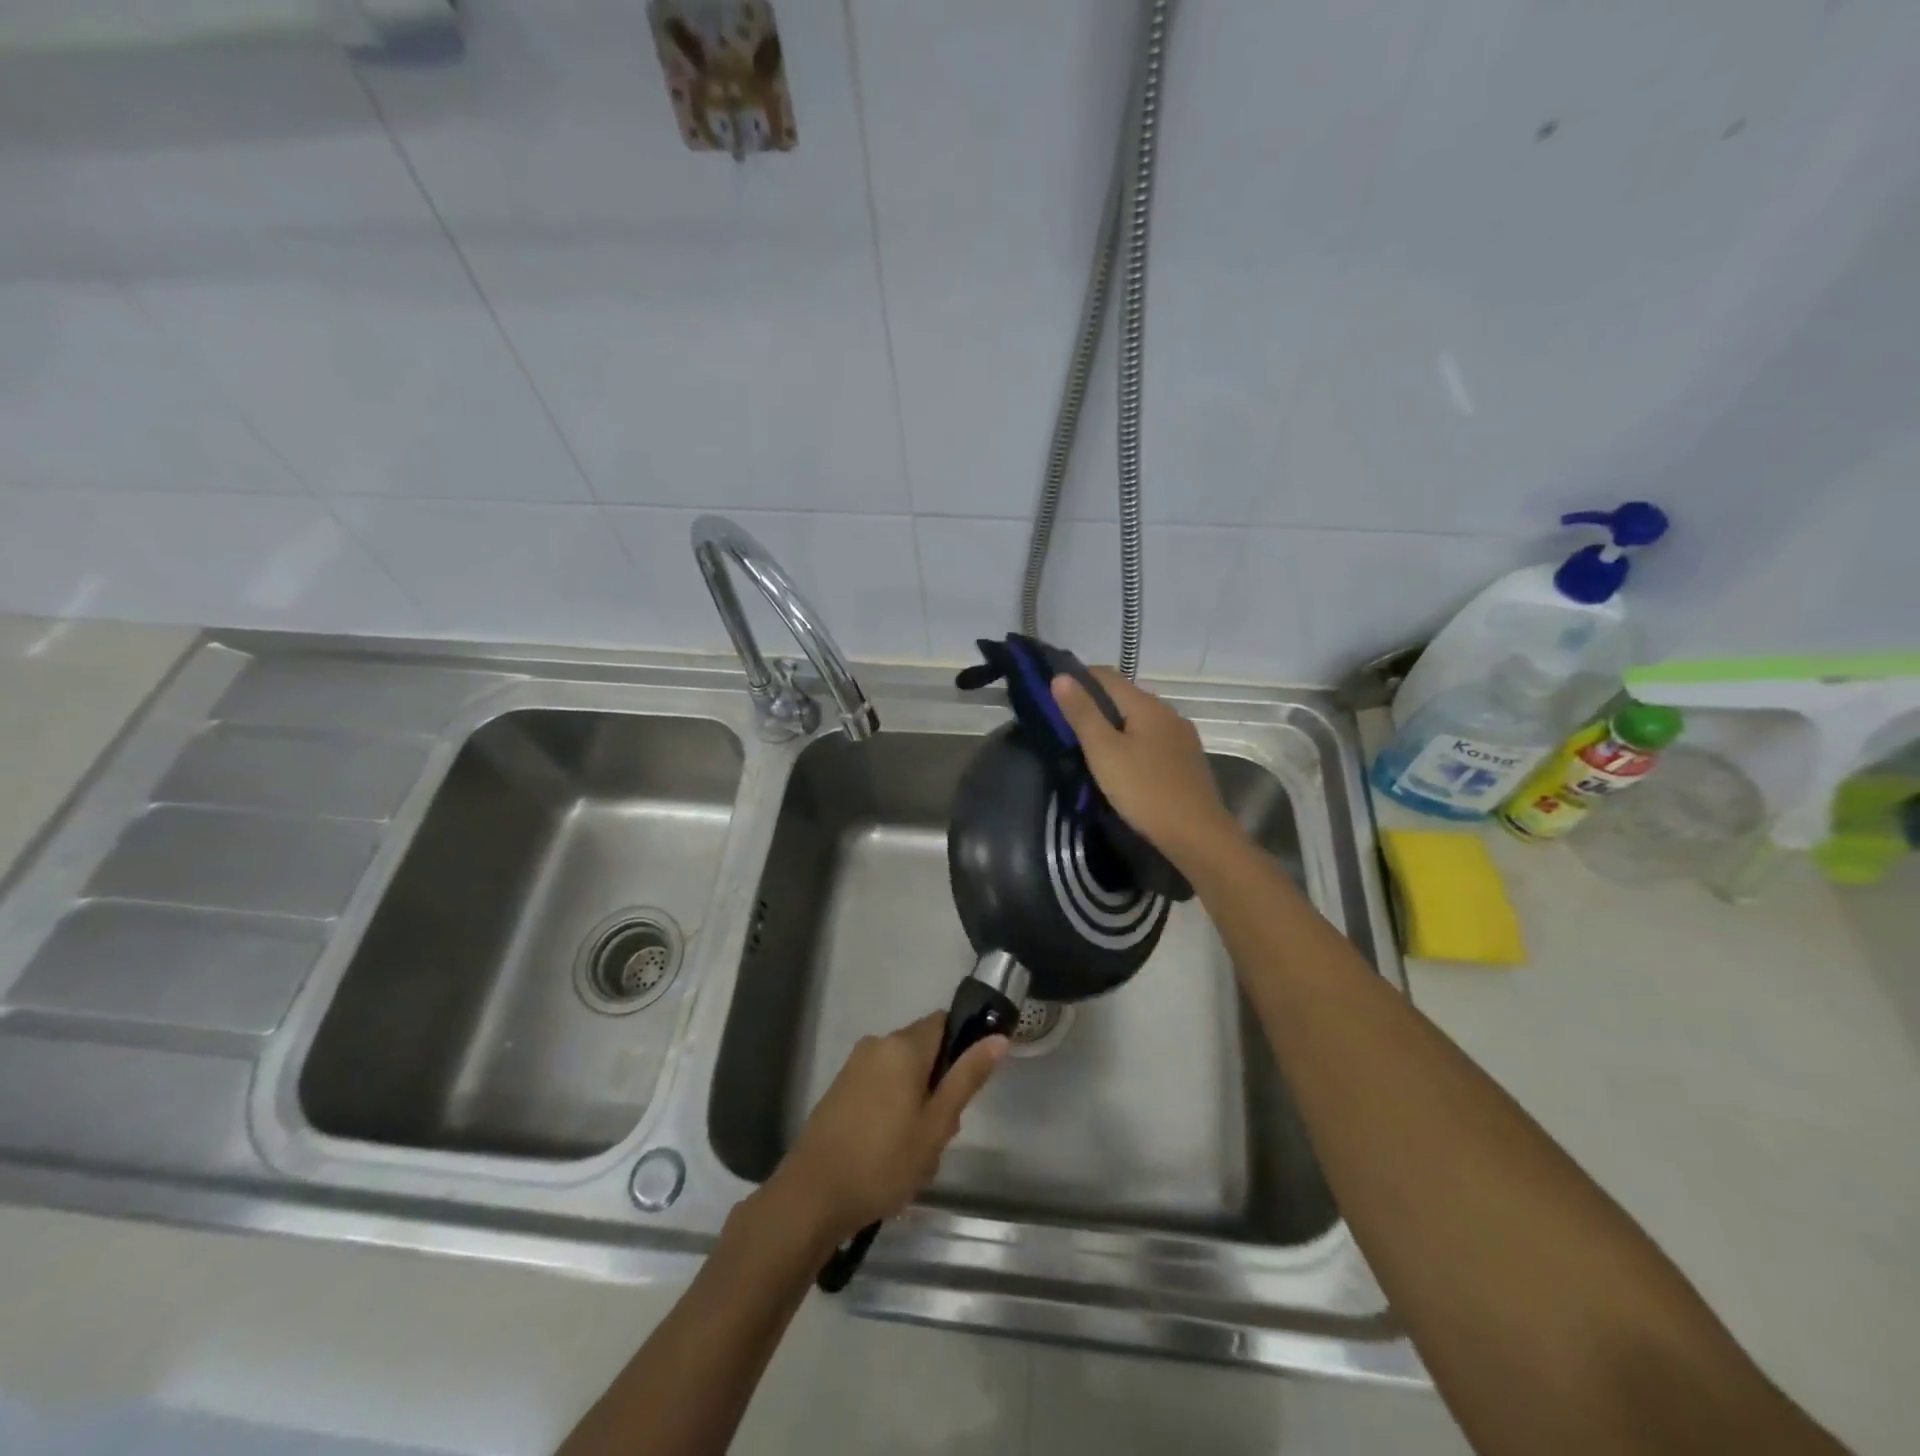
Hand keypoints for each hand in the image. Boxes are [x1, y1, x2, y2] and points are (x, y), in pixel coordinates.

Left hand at [768, 1012, 1006, 1245]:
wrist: (812, 1197)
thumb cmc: (884, 1160)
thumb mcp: (937, 1124)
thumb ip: (967, 1076)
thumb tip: (998, 1037)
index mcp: (903, 1045)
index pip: (944, 1023)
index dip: (962, 1048)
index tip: (965, 1088)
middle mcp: (877, 1044)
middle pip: (924, 1052)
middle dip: (938, 1087)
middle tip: (940, 1135)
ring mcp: (854, 1067)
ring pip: (902, 1075)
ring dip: (916, 1106)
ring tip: (915, 1156)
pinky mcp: (839, 1090)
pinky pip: (880, 1088)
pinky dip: (892, 1113)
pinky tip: (889, 1156)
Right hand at [1052, 667, 1241, 872]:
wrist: (1196, 835)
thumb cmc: (1144, 790)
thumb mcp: (1103, 751)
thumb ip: (1082, 713)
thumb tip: (1060, 676)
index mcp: (1147, 705)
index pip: (1107, 675)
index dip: (1079, 678)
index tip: (1056, 694)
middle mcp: (1169, 713)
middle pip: (1126, 696)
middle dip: (1097, 704)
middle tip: (1068, 725)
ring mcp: (1182, 737)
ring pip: (1141, 720)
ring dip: (1116, 725)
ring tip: (1092, 747)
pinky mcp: (1188, 761)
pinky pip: (1154, 740)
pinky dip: (1134, 743)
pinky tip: (1124, 764)